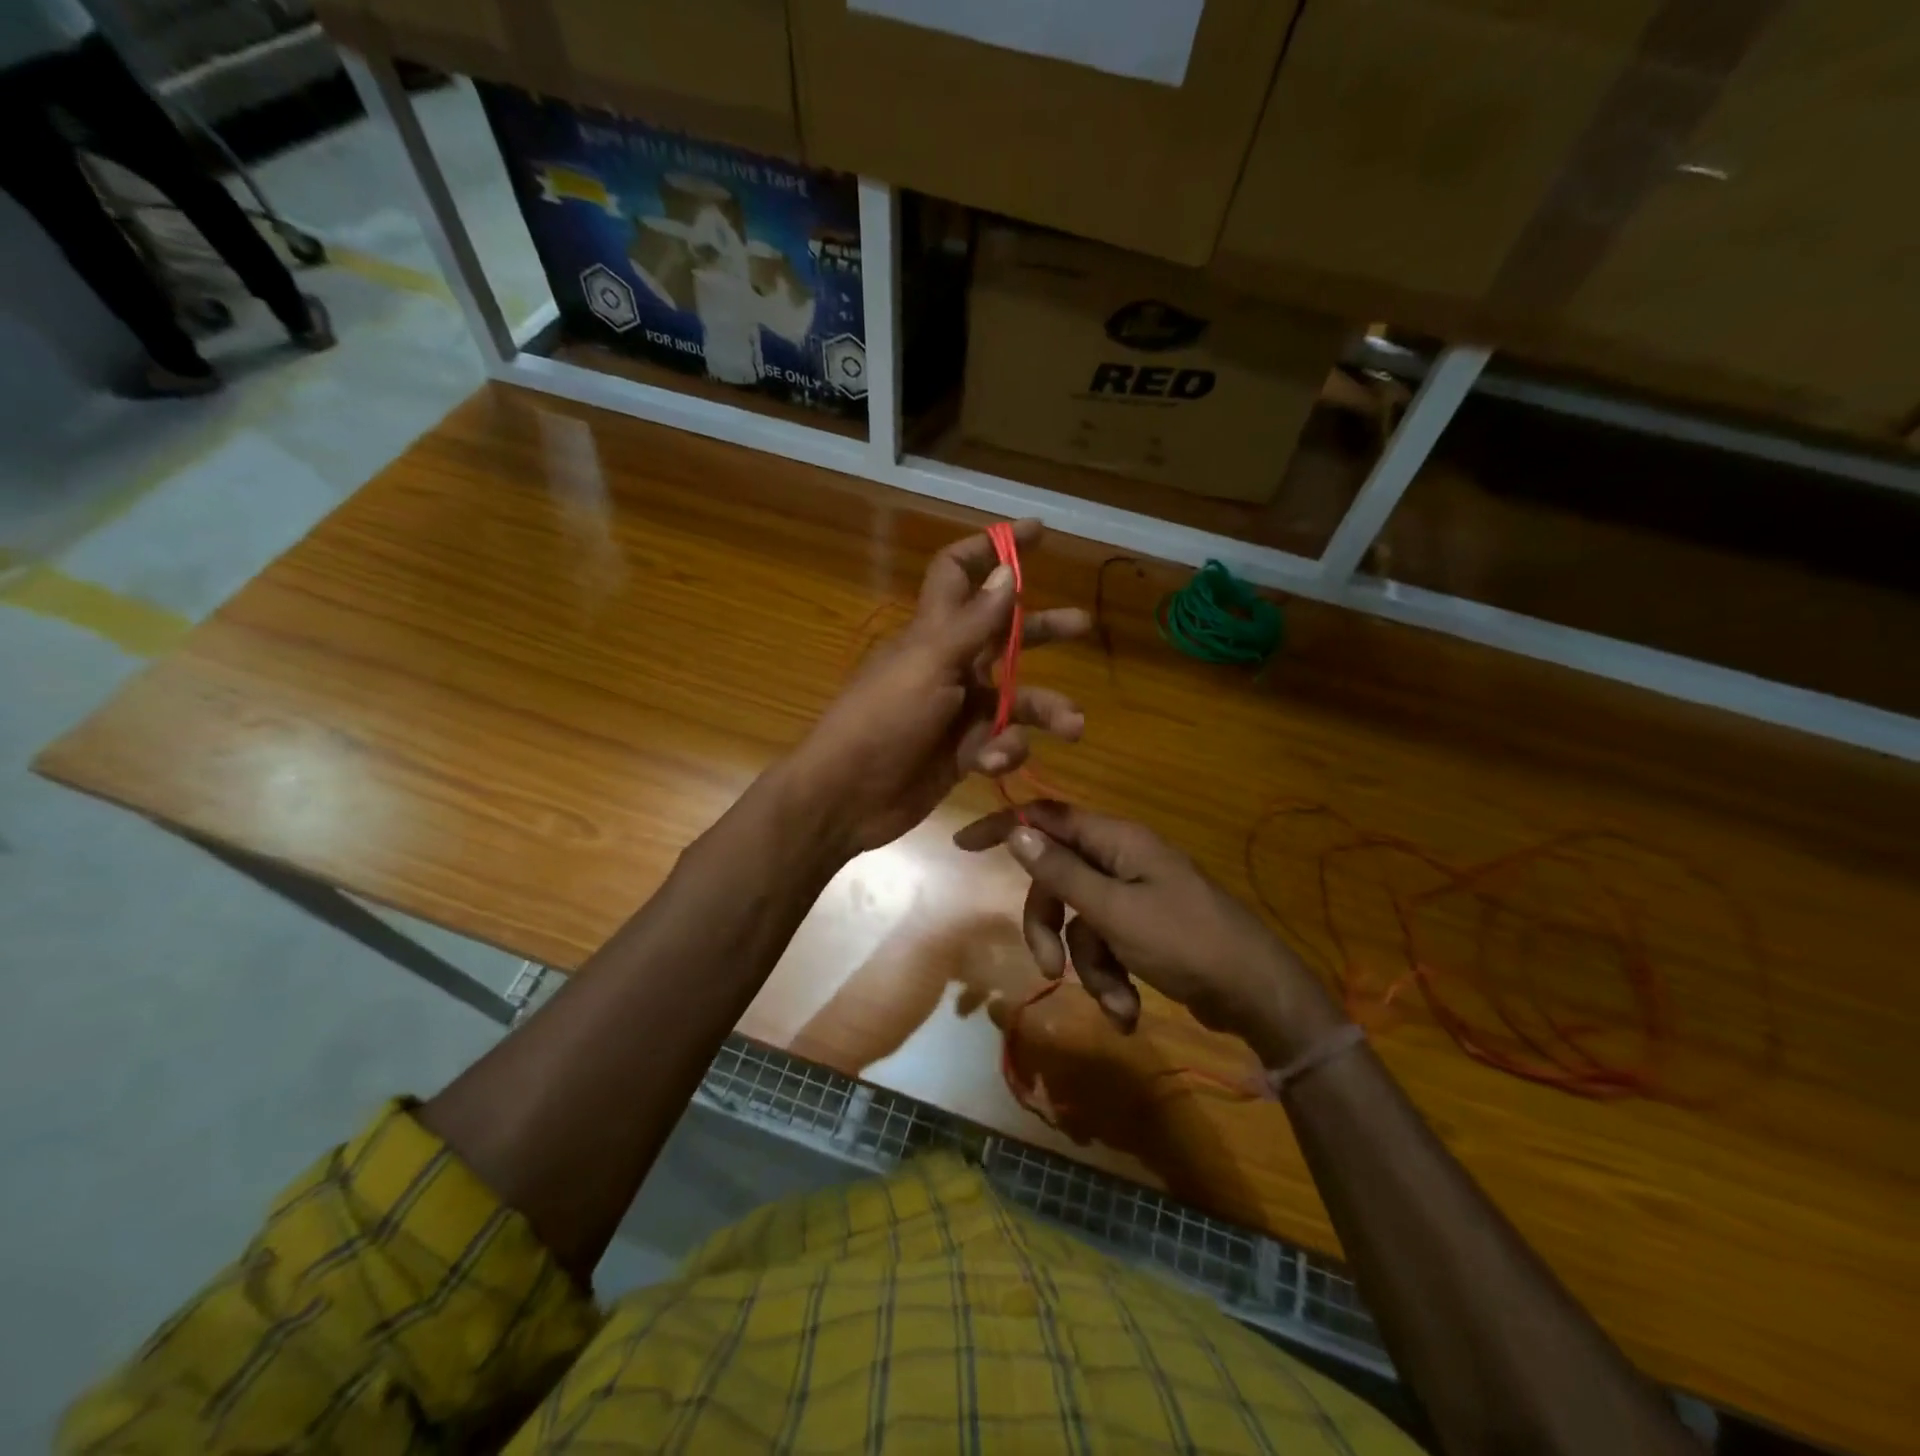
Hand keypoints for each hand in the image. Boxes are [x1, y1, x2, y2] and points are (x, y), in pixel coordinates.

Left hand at [785, 521, 1089, 855]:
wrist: (847, 796)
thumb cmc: (881, 720)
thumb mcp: (929, 665)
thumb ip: (974, 623)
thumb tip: (1007, 572)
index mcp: (934, 632)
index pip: (959, 572)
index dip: (992, 547)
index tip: (1036, 532)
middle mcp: (951, 664)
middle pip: (1006, 634)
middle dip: (1044, 629)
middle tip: (1084, 626)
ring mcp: (959, 709)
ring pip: (1017, 698)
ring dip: (1046, 708)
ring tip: (1073, 725)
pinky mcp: (965, 751)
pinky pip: (1002, 742)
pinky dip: (1005, 750)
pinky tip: (993, 761)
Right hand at [955, 801, 1344, 1064]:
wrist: (1257, 995)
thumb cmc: (1186, 942)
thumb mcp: (1115, 911)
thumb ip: (1063, 873)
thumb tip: (1018, 833)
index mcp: (1117, 842)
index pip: (1048, 818)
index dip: (1005, 826)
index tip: (964, 845)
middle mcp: (1122, 861)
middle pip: (1058, 881)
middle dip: (1051, 929)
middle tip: (1048, 970)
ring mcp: (1135, 896)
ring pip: (1081, 923)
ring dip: (1089, 968)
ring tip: (1116, 1004)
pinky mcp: (1144, 930)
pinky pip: (1106, 946)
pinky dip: (1111, 979)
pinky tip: (1127, 1012)